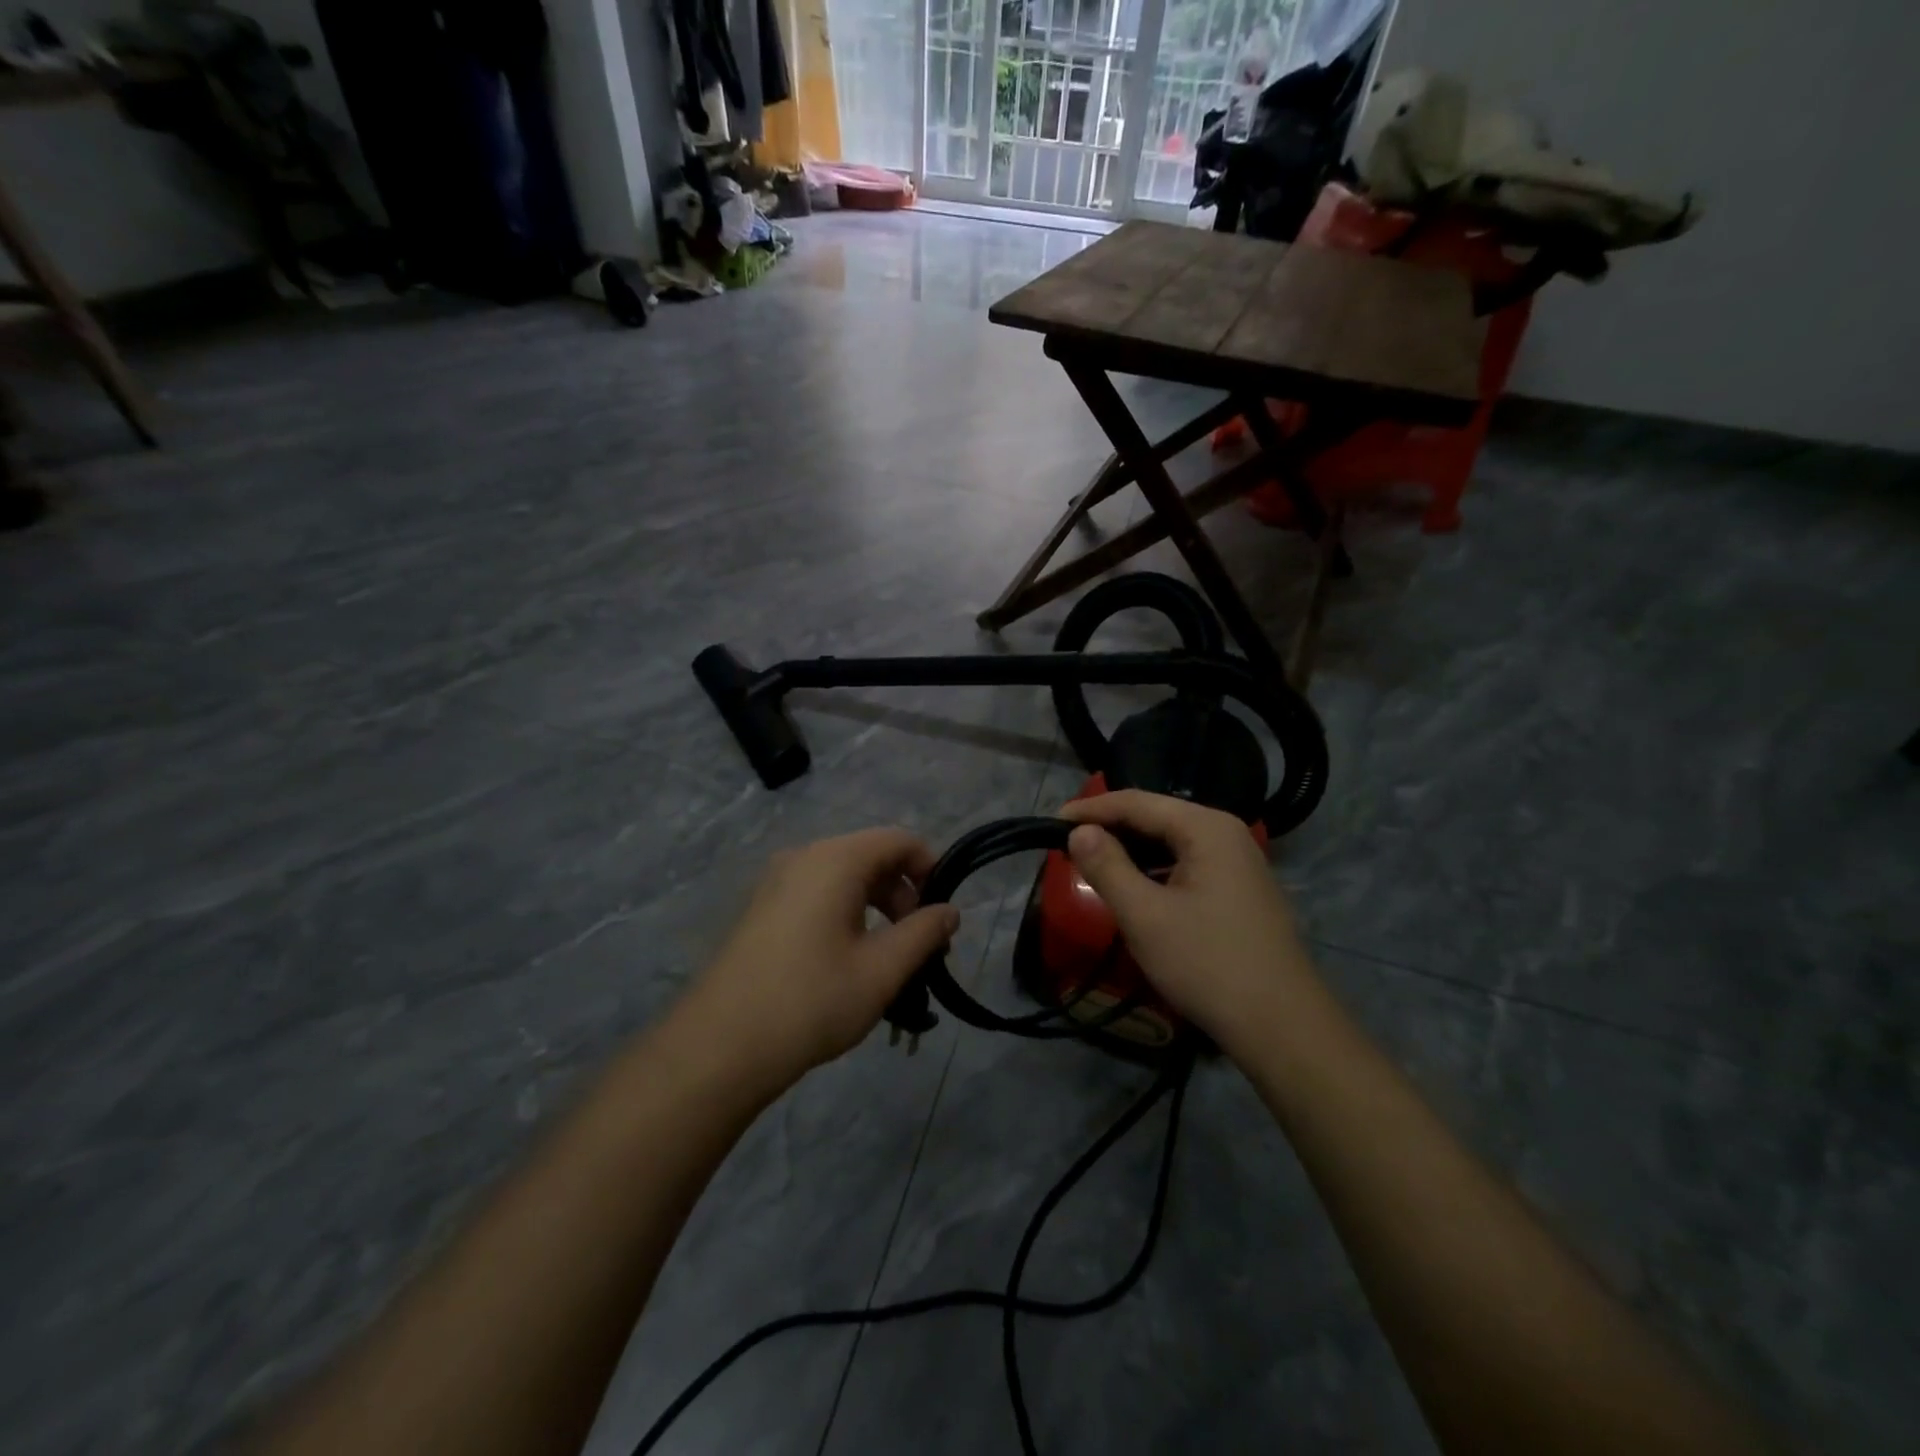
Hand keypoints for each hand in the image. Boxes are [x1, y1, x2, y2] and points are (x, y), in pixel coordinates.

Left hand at [679, 829, 959, 1096]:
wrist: (719, 1046)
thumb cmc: (811, 1001)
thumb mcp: (881, 971)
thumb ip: (923, 934)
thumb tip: (950, 911)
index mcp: (835, 860)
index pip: (899, 840)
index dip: (931, 868)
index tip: (942, 914)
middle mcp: (803, 856)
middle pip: (871, 856)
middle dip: (904, 894)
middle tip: (919, 945)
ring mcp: (776, 881)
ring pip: (844, 877)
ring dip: (876, 907)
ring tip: (887, 958)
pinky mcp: (762, 908)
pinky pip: (817, 893)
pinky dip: (845, 913)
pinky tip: (847, 960)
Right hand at [1061, 791, 1314, 1055]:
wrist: (1282, 1026)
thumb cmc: (1207, 963)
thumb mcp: (1145, 915)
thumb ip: (1106, 866)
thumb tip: (1079, 831)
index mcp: (1206, 828)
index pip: (1137, 802)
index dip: (1091, 809)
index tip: (1051, 823)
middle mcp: (1227, 834)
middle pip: (1157, 817)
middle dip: (1111, 828)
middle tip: (1068, 844)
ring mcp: (1240, 863)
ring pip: (1173, 843)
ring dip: (1132, 851)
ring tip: (1094, 863)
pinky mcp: (1242, 891)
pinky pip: (1188, 865)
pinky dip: (1156, 870)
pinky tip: (1136, 888)